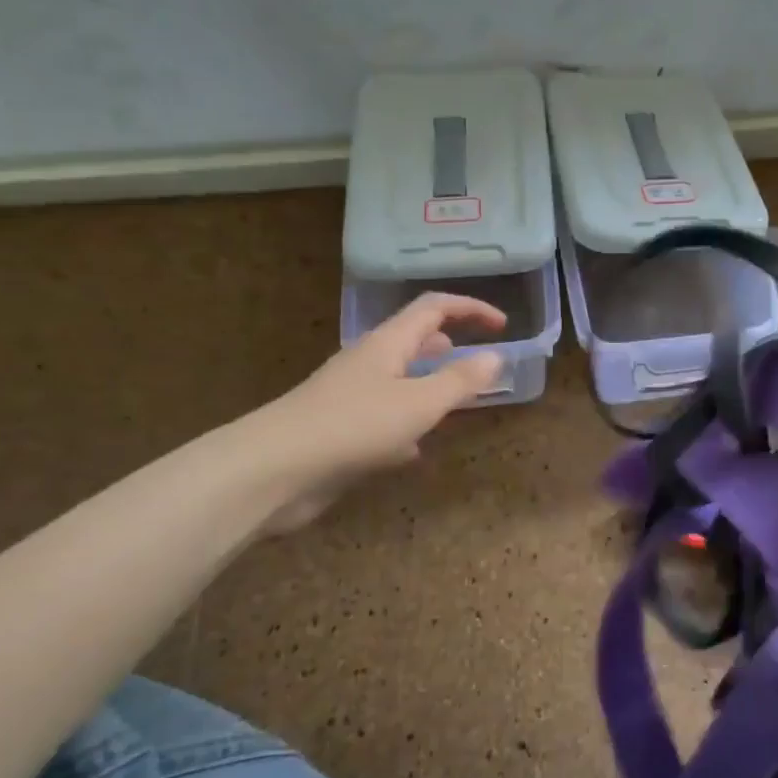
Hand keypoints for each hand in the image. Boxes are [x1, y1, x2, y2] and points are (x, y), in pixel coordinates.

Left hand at [254, 293, 507, 528]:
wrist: (275, 470)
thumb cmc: (354, 426)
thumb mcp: (419, 403)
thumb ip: (460, 381)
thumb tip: (496, 357)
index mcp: (388, 344)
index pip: (433, 308)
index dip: (470, 309)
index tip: (502, 325)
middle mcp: (368, 363)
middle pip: (412, 340)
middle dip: (447, 345)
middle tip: (477, 360)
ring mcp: (350, 397)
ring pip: (398, 380)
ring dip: (427, 385)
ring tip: (453, 402)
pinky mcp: (340, 431)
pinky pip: (382, 418)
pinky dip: (405, 425)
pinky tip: (415, 450)